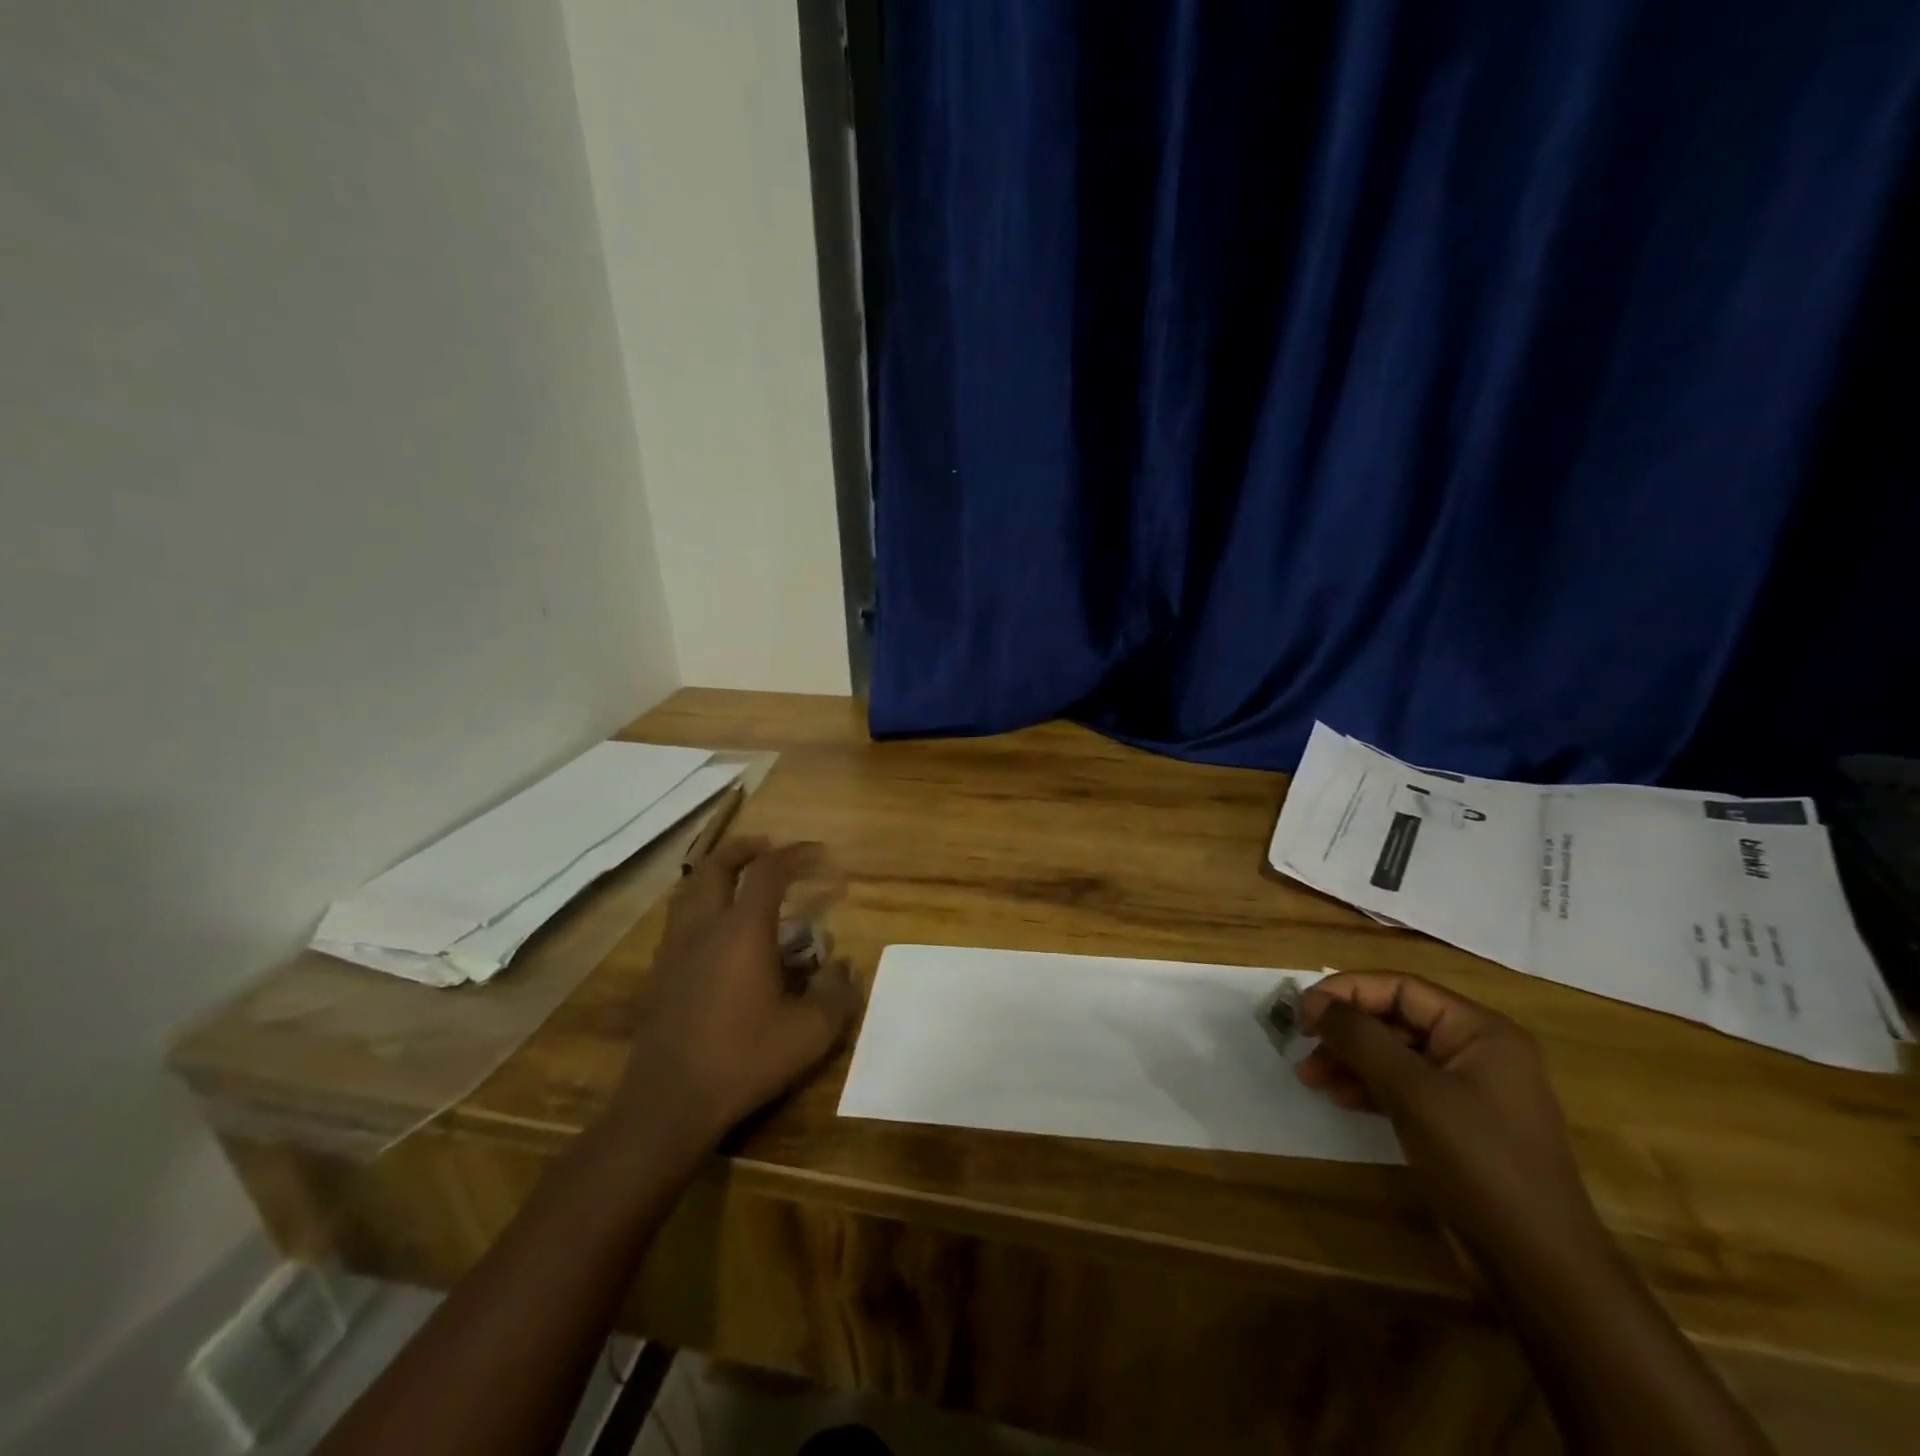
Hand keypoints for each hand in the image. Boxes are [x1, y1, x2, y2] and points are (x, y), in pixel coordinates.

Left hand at [614, 838, 858, 1144]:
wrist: (668, 1103)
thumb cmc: (743, 1060)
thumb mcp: (809, 1034)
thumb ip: (836, 995)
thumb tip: (844, 968)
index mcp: (742, 931)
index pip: (769, 872)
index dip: (796, 854)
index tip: (820, 854)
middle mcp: (704, 927)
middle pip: (718, 866)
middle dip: (746, 848)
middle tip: (769, 847)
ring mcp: (675, 948)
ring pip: (690, 888)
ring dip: (717, 871)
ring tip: (738, 877)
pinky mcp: (659, 972)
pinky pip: (679, 917)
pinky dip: (699, 901)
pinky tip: (713, 927)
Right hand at [1296, 972, 1605, 1269]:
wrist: (1537, 1267)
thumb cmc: (1479, 1163)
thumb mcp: (1412, 1092)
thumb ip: (1360, 1038)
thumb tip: (1313, 1002)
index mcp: (1481, 1031)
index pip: (1401, 988)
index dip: (1347, 992)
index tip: (1302, 1012)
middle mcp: (1477, 1051)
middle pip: (1395, 1019)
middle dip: (1345, 1031)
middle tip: (1302, 1046)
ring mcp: (1468, 1089)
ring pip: (1394, 1054)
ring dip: (1350, 1060)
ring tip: (1311, 1077)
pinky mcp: (1456, 1123)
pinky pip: (1403, 1087)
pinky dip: (1368, 1086)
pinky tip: (1339, 1097)